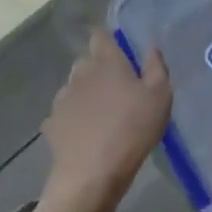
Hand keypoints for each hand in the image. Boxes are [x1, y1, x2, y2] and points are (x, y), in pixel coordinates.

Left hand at [42, 31, 171, 207]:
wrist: (91, 175)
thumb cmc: (132, 130)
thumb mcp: (160, 97)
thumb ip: (156, 67)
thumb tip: (151, 47)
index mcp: (106, 62)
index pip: (100, 36)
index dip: (108, 40)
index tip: (121, 52)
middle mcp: (80, 73)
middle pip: (87, 62)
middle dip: (99, 70)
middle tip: (118, 90)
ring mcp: (62, 99)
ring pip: (75, 88)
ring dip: (86, 95)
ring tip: (102, 116)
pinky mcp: (52, 123)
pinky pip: (65, 114)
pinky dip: (74, 119)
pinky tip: (86, 135)